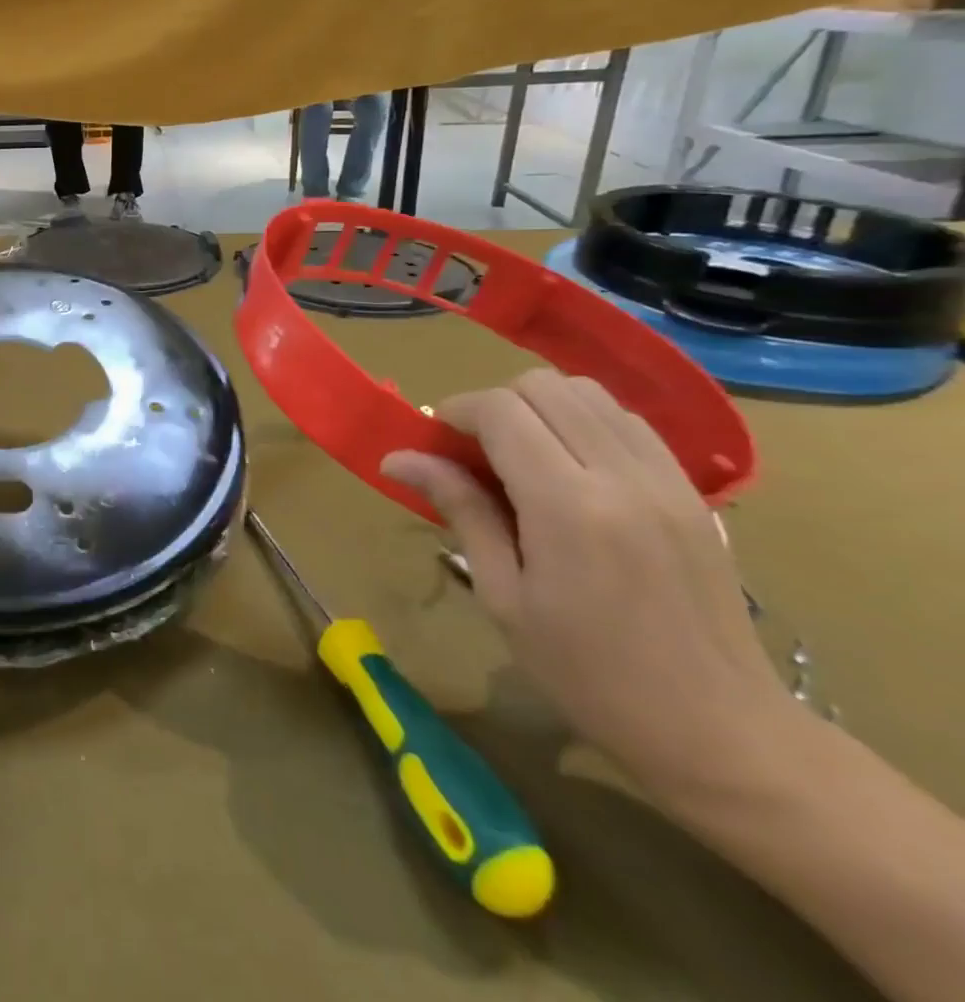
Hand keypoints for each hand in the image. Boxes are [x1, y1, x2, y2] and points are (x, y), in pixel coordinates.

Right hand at [381, 370, 792, 798]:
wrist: (722, 732)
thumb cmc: (590, 674)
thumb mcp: (504, 597)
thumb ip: (460, 511)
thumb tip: (398, 458)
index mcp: (568, 506)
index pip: (501, 410)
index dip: (456, 412)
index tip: (436, 443)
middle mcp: (622, 475)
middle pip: (544, 386)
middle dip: (495, 405)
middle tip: (475, 452)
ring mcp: (667, 479)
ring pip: (588, 393)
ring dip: (540, 408)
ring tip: (522, 456)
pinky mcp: (692, 491)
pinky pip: (627, 421)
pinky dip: (584, 423)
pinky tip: (570, 468)